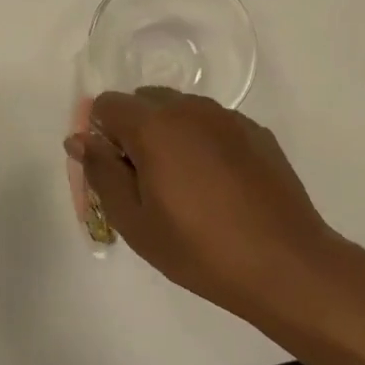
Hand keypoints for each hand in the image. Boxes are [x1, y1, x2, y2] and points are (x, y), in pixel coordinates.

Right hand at [66, 89, 344, 327]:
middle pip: (145, 100)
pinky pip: (213, 124)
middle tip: (145, 183)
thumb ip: (101, 173)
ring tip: (185, 187)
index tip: (114, 173)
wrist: (284, 264)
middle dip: (134, 131)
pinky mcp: (256, 132)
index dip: (101, 135)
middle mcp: (190, 108)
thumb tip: (79, 139)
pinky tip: (219, 187)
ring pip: (181, 110)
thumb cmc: (198, 248)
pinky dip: (203, 143)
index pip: (108, 104)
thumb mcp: (134, 221)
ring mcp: (228, 117)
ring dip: (169, 135)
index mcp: (155, 126)